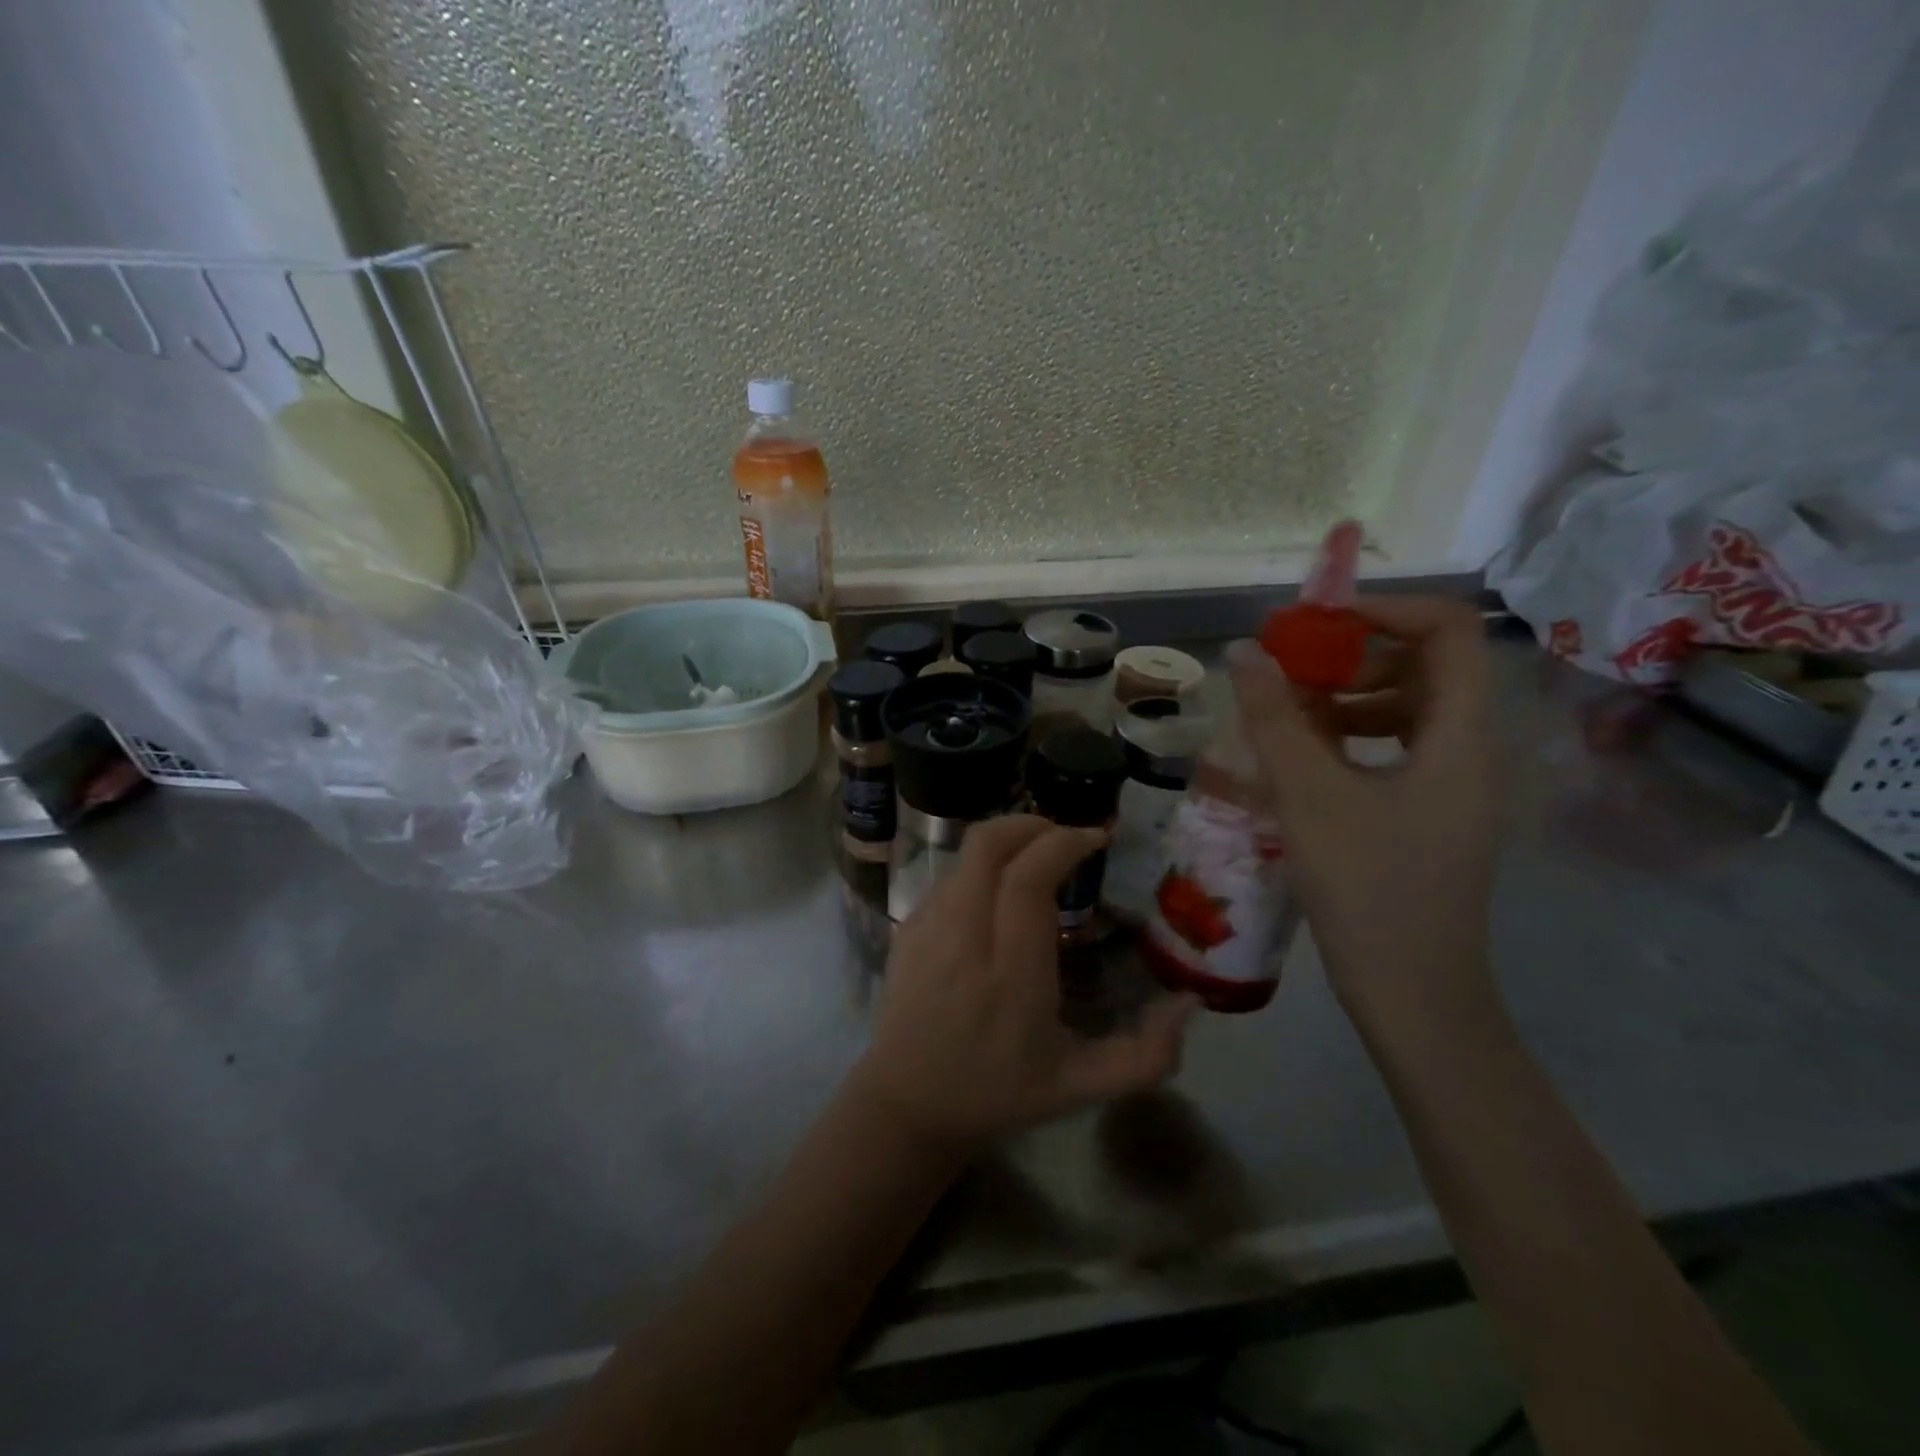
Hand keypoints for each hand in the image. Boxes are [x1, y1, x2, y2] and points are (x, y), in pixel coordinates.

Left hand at [851, 815, 1194, 1148]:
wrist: (908, 1105)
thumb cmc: (999, 1093)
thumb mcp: (1082, 1086)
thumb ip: (1146, 1055)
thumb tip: (1190, 1002)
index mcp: (1011, 973)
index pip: (1029, 878)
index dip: (1064, 843)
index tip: (1095, 839)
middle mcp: (964, 937)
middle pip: (988, 845)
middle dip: (1032, 824)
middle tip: (1066, 838)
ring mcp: (927, 928)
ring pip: (966, 855)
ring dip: (1007, 843)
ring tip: (1037, 859)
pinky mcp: (906, 928)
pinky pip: (948, 877)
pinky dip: (980, 868)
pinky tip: (999, 893)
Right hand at [1226, 596, 1500, 1033]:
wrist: (1414, 996)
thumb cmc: (1368, 889)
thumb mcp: (1310, 796)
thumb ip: (1274, 718)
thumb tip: (1243, 651)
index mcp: (1460, 736)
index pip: (1448, 630)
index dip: (1384, 609)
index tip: (1315, 622)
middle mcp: (1468, 751)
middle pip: (1426, 666)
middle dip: (1353, 655)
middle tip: (1288, 667)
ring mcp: (1451, 787)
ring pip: (1407, 709)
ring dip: (1346, 696)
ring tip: (1284, 712)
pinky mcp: (1428, 815)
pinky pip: (1394, 749)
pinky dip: (1349, 737)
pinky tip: (1301, 758)